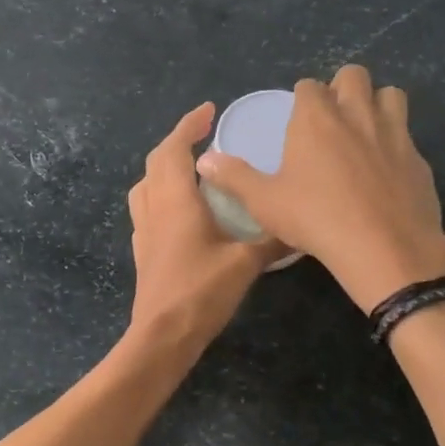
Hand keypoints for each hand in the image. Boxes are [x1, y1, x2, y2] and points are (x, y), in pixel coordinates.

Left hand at [127, 104, 277, 350]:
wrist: (162, 335)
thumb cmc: (201, 291)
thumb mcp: (245, 263)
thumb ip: (272, 241)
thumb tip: (302, 226)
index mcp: (175, 200)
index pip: (175, 148)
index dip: (189, 125)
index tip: (208, 110)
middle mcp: (154, 207)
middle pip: (156, 161)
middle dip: (178, 141)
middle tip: (205, 135)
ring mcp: (144, 229)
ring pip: (146, 183)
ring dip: (165, 166)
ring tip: (192, 167)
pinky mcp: (143, 249)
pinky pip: (147, 206)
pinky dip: (161, 192)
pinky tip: (182, 208)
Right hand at [197, 64, 444, 311]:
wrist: (384, 247)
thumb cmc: (315, 218)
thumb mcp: (264, 201)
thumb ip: (234, 177)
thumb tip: (204, 161)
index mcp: (316, 118)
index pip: (309, 86)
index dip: (303, 97)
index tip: (298, 118)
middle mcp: (357, 114)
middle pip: (354, 75)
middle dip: (342, 87)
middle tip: (332, 118)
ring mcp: (394, 133)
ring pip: (391, 95)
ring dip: (376, 104)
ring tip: (364, 132)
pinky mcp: (418, 159)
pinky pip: (408, 136)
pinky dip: (396, 143)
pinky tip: (386, 171)